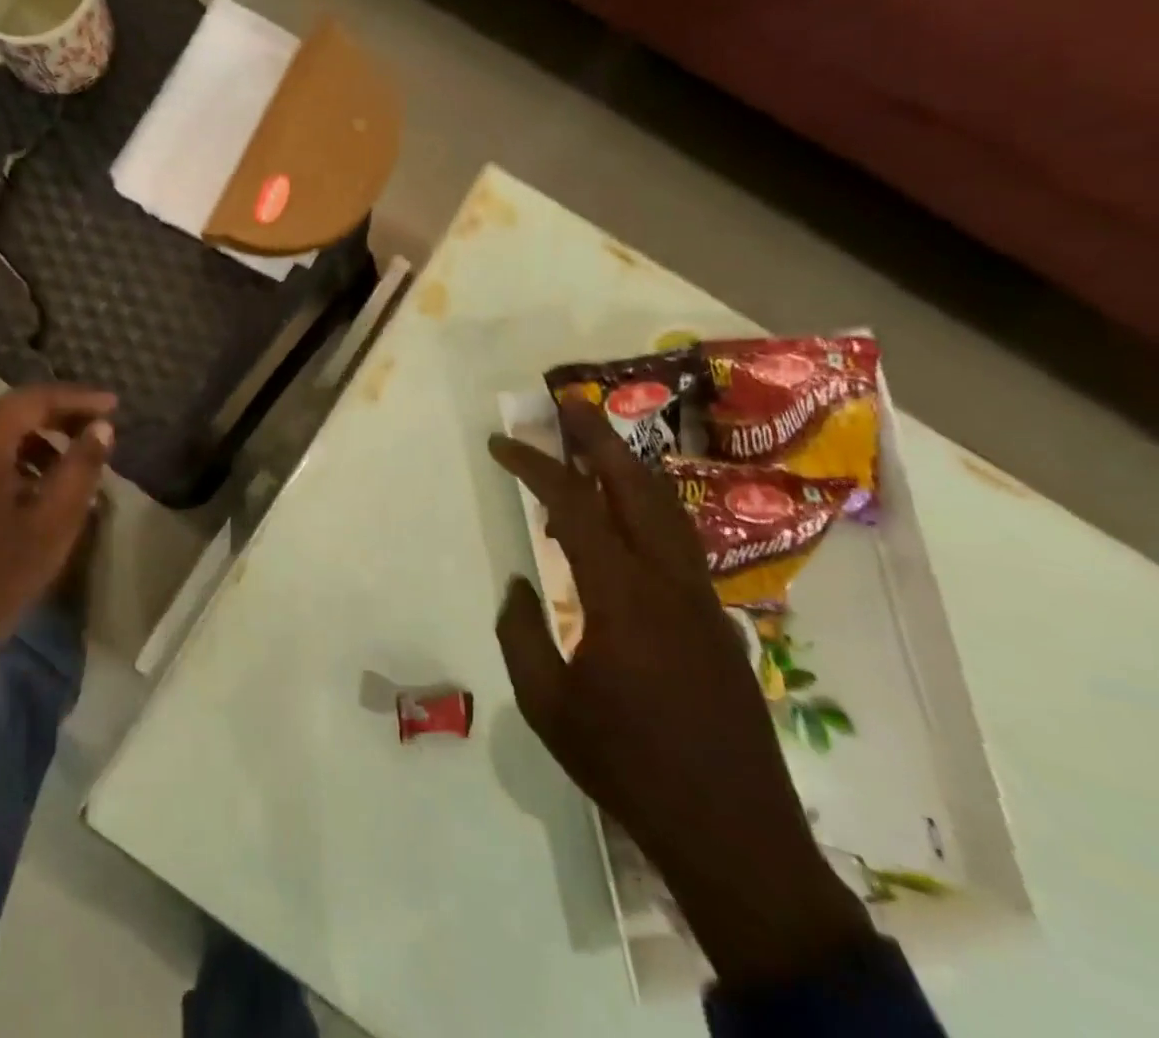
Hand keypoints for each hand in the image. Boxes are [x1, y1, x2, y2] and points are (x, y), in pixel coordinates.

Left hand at [0, 384, 115, 646]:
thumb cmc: (2, 568)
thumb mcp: (54, 519)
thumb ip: (81, 466)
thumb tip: (102, 428)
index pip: (34, 400)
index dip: (78, 399)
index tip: (114, 406)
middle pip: (17, 409)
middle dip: (63, 413)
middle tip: (102, 424)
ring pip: (6, 430)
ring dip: (46, 434)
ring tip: (83, 452)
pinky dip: (27, 454)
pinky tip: (53, 477)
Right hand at [489, 399, 870, 989]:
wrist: (733, 835)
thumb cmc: (626, 766)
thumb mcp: (546, 704)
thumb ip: (521, 633)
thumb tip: (519, 585)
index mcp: (621, 597)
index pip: (574, 507)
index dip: (534, 466)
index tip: (501, 443)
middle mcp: (669, 583)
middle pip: (636, 486)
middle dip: (599, 437)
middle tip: (567, 400)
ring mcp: (701, 600)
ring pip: (665, 510)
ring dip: (627, 466)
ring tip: (594, 440)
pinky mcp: (715, 621)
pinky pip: (675, 544)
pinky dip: (642, 510)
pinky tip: (619, 520)